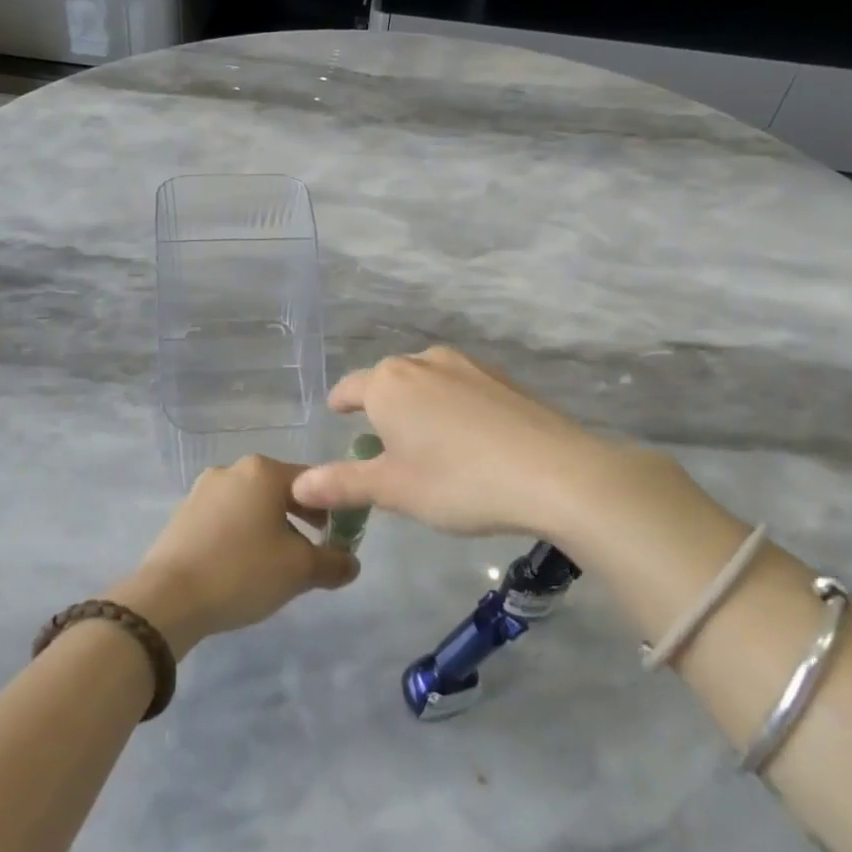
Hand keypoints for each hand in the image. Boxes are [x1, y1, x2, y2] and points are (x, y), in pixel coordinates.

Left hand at [110, 456, 356, 655]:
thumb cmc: (242, 571)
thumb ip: (334, 562)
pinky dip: (243, 535)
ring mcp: (203, 490)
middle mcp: (232, 470)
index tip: (341, 536)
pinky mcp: (183, 514)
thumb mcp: (300, 570)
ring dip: (272, 527)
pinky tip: (244, 566)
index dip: (334, 507)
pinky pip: (226, 518)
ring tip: (279, 563)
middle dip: (302, 518)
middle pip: (281, 490)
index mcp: (263, 471)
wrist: (167, 599)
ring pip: (252, 505)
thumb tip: (351, 563)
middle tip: (315, 550)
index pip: (314, 480)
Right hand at [289, 346, 676, 545]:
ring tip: (426, 443)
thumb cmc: (458, 481)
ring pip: (427, 382)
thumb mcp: (393, 489)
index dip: (341, 404)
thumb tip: (297, 484)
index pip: (350, 389)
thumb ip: (342, 483)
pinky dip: (452, 407)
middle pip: (389, 382)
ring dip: (418, 406)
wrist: (554, 472)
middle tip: (383, 446)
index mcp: (388, 383)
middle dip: (381, 409)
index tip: (338, 415)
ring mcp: (467, 365)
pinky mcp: (502, 378)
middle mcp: (423, 362)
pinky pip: (461, 388)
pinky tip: (469, 439)